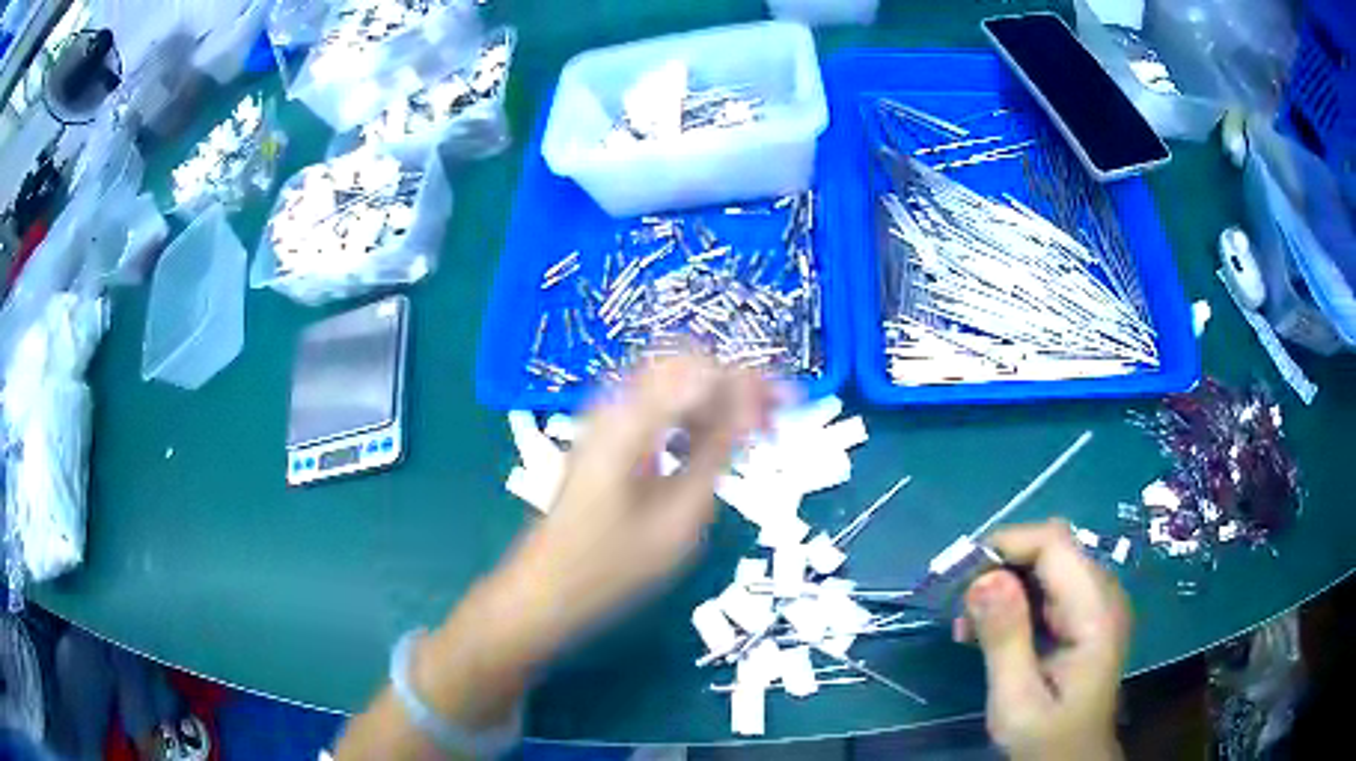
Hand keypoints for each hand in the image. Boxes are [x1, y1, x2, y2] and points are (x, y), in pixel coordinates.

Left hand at [336, 355, 773, 758]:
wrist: (545, 590)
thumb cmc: (613, 566)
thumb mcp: (681, 516)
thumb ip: (718, 452)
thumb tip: (752, 404)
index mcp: (632, 419)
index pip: (704, 369)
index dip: (751, 381)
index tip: (788, 407)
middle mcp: (614, 403)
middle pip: (687, 363)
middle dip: (735, 383)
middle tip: (772, 420)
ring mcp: (604, 417)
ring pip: (673, 380)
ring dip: (715, 397)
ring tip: (752, 433)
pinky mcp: (604, 436)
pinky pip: (657, 404)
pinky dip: (691, 414)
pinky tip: (711, 444)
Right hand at [956, 520, 1130, 760]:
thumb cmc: (1047, 740)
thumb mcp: (1017, 701)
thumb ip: (1005, 640)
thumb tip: (982, 578)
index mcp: (1095, 611)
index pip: (1054, 544)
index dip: (1006, 545)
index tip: (959, 577)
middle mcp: (1102, 595)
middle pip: (1050, 549)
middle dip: (999, 567)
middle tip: (959, 610)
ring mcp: (1095, 603)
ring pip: (1046, 565)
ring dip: (1002, 584)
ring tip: (967, 626)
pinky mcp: (1083, 616)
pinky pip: (1047, 587)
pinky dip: (1013, 600)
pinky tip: (988, 630)